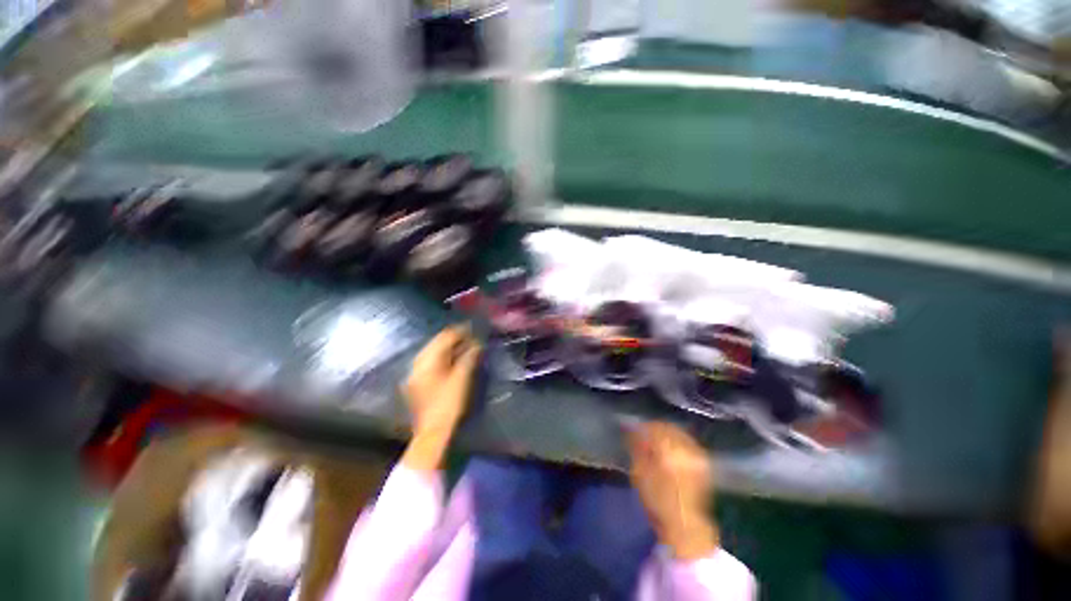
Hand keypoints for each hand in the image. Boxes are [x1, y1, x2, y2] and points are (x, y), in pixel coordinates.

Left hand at [401, 325, 480, 471]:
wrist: (433, 433)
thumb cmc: (448, 405)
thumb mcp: (461, 379)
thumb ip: (469, 357)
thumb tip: (477, 343)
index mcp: (427, 360)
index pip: (444, 337)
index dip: (460, 332)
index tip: (474, 329)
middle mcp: (417, 363)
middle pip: (437, 343)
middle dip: (455, 339)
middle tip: (472, 338)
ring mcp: (416, 374)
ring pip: (434, 353)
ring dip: (450, 349)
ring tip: (466, 348)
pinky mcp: (418, 383)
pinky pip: (432, 363)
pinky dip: (444, 359)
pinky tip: (454, 361)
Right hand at [627, 422, 718, 560]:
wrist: (684, 525)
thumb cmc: (657, 502)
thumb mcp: (639, 474)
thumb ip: (637, 448)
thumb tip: (634, 432)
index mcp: (668, 452)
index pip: (653, 428)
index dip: (641, 427)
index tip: (632, 430)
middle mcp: (685, 449)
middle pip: (667, 428)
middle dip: (654, 428)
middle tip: (642, 433)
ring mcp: (697, 455)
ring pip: (678, 433)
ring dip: (666, 433)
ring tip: (655, 440)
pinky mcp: (703, 462)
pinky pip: (687, 442)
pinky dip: (677, 440)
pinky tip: (669, 448)